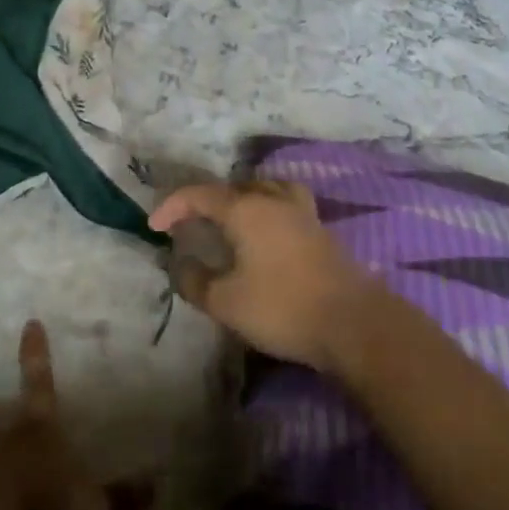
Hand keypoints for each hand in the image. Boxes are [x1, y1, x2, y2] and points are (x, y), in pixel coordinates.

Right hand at [148, 180, 378, 371]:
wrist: (354, 323)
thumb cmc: (282, 308)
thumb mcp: (226, 302)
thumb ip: (195, 281)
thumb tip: (181, 266)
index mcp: (246, 209)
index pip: (200, 195)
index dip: (172, 206)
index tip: (154, 226)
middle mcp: (274, 201)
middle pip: (235, 186)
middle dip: (207, 201)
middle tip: (192, 223)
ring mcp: (303, 214)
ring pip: (267, 189)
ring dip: (243, 198)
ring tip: (232, 219)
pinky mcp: (322, 232)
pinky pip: (286, 206)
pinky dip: (267, 211)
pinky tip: (266, 237)